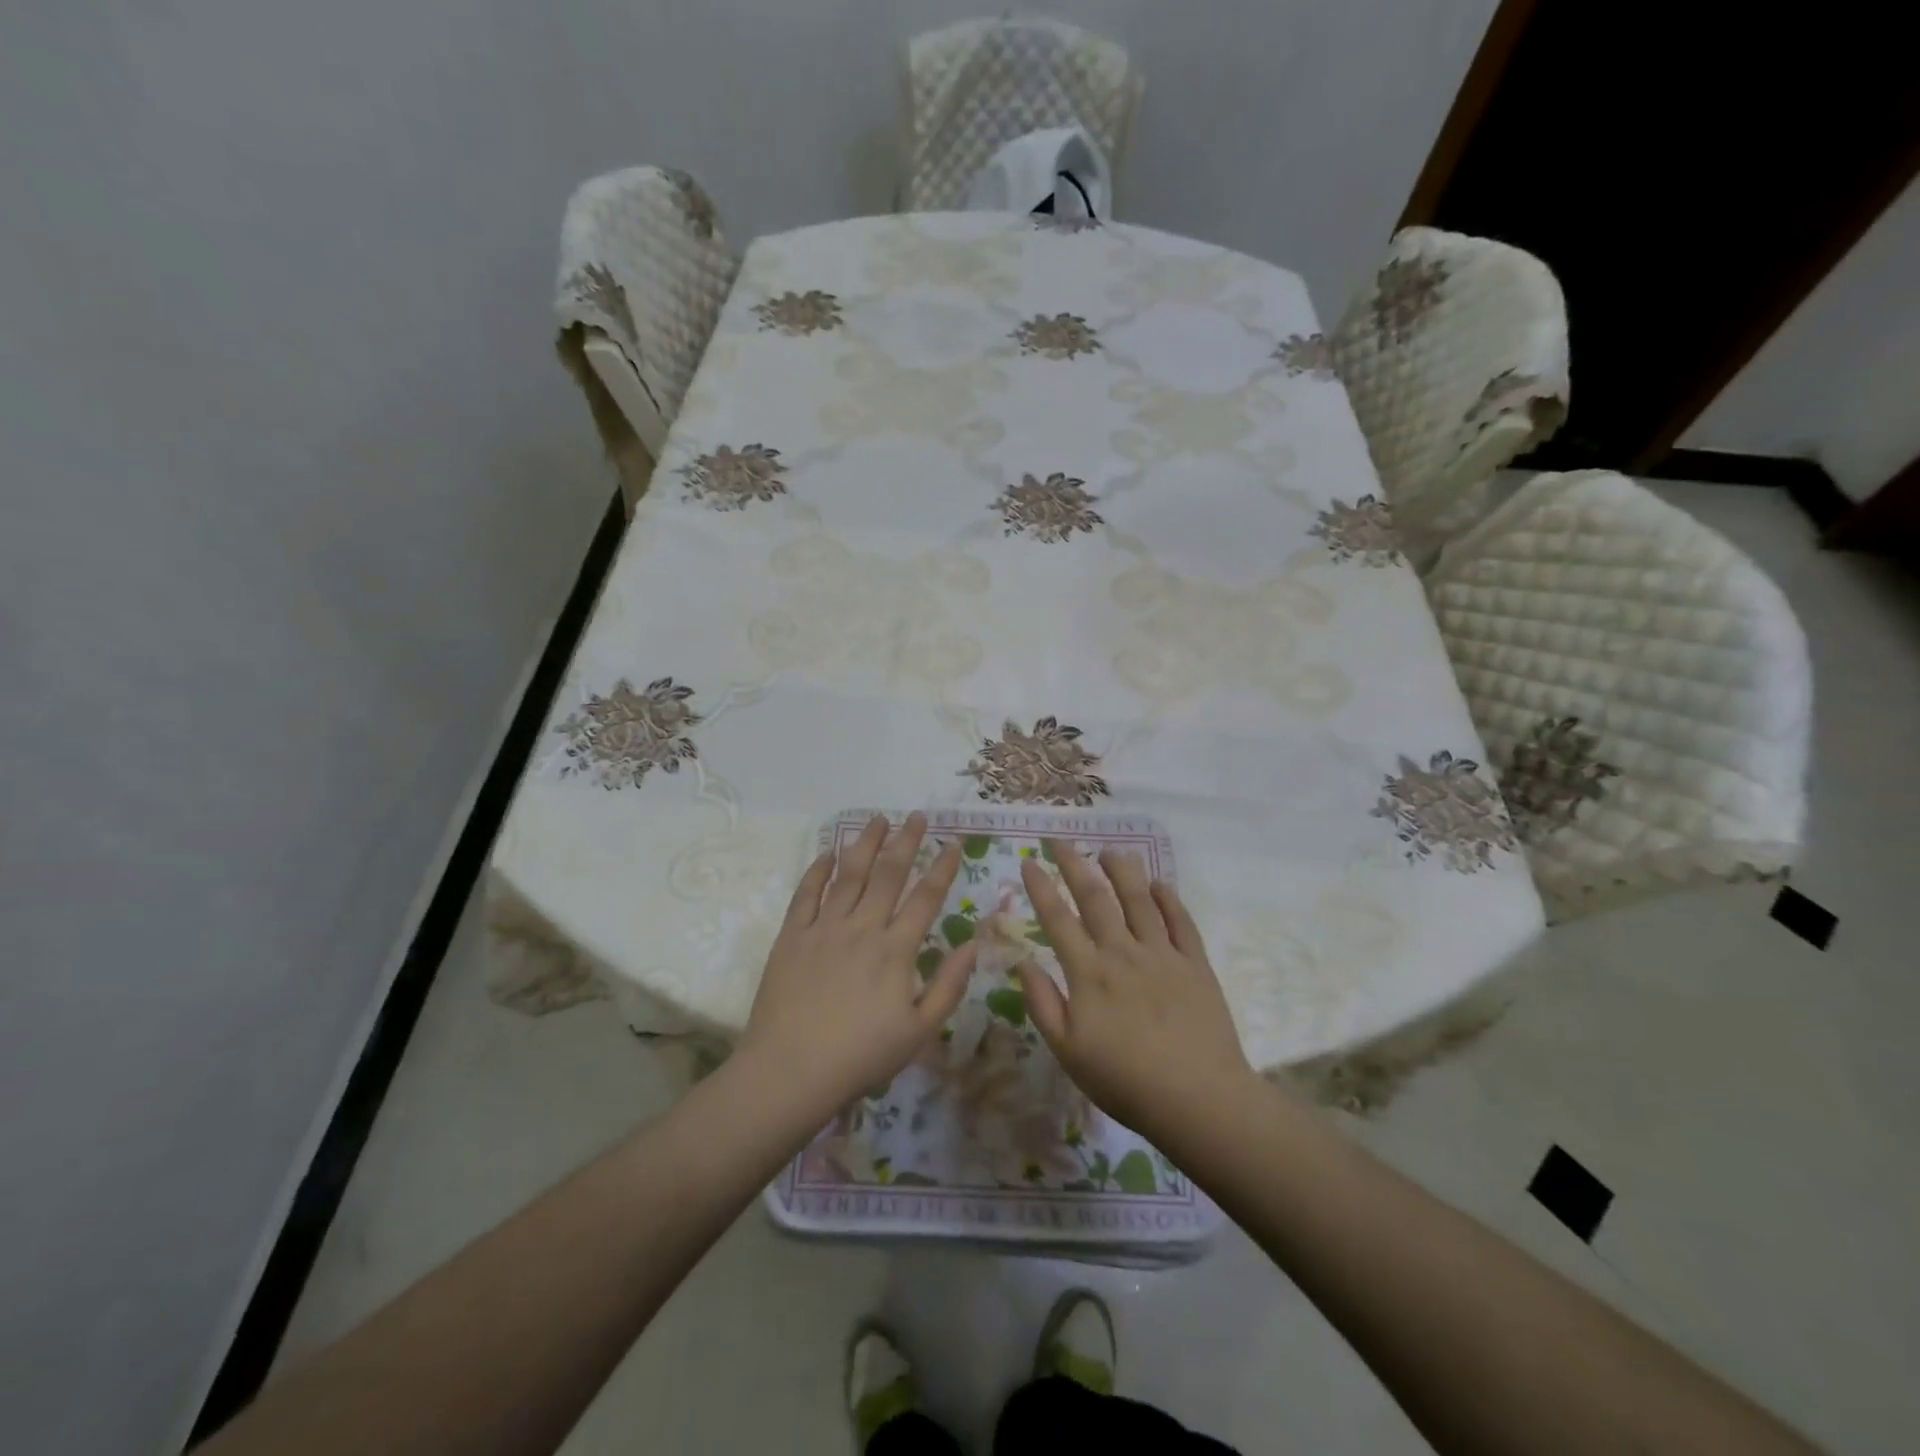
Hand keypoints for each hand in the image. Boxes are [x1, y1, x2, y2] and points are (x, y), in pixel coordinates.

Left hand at [739, 813, 975, 1117]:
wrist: (790, 1071)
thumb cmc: (861, 1056)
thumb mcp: (919, 1031)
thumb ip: (949, 985)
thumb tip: (973, 944)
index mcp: (896, 950)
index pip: (925, 897)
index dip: (942, 867)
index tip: (953, 842)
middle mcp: (862, 927)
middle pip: (888, 874)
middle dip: (906, 841)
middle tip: (916, 815)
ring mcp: (823, 928)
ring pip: (849, 874)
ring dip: (865, 844)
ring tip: (877, 819)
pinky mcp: (791, 936)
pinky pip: (806, 893)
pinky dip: (818, 870)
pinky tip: (828, 852)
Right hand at [1016, 843, 1253, 1146]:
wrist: (1198, 1099)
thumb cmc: (1125, 1081)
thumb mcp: (1068, 1051)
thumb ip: (1042, 1003)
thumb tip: (1022, 961)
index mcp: (1089, 973)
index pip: (1058, 919)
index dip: (1041, 888)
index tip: (1029, 862)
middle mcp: (1123, 952)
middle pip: (1096, 898)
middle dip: (1075, 865)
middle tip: (1061, 840)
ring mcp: (1162, 954)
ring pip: (1139, 900)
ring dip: (1122, 871)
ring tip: (1110, 850)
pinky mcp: (1195, 964)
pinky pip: (1180, 921)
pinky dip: (1169, 898)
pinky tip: (1159, 884)